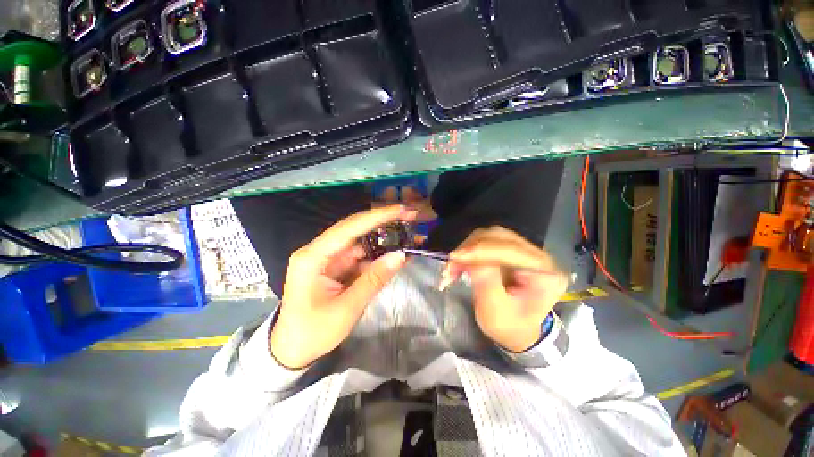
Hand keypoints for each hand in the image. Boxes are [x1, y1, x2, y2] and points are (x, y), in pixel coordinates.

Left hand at [271, 205, 416, 368]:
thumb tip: (400, 255)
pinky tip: (395, 252)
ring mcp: (329, 258)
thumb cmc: (313, 332)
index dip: (377, 217)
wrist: (292, 350)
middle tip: (409, 215)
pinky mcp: (337, 267)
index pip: (349, 228)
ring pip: (361, 241)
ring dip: (383, 238)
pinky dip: (379, 254)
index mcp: (313, 257)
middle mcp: (320, 251)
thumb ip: (374, 280)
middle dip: (383, 221)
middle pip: (355, 229)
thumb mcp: (347, 308)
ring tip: (407, 232)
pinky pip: (361, 255)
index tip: (401, 210)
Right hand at [447, 227, 568, 352]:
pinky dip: (470, 250)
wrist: (518, 330)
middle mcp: (539, 256)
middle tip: (451, 265)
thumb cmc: (510, 327)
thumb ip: (487, 284)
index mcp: (545, 274)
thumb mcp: (496, 313)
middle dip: (471, 248)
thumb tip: (471, 259)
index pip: (511, 250)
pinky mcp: (512, 251)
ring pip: (490, 236)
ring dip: (468, 249)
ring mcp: (525, 251)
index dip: (480, 250)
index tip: (455, 258)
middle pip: (499, 237)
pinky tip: (461, 263)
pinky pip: (487, 242)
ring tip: (454, 267)